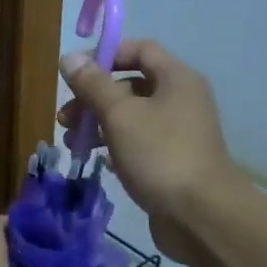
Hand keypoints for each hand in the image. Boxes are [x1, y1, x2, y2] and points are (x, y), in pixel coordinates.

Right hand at [58, 40, 235, 260]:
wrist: (201, 217)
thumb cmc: (160, 155)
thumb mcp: (120, 115)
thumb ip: (93, 85)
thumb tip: (69, 58)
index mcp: (176, 79)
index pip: (139, 49)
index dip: (105, 55)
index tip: (74, 73)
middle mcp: (180, 99)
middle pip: (130, 84)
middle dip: (94, 97)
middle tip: (66, 117)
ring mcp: (178, 132)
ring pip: (131, 116)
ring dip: (98, 123)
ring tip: (73, 142)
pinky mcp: (171, 161)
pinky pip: (138, 142)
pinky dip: (114, 145)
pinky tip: (95, 159)